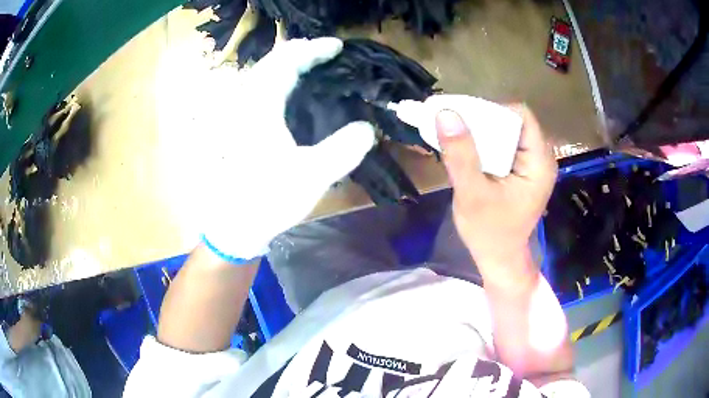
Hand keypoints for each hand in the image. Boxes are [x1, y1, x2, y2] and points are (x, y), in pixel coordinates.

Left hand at [196, 38, 375, 260]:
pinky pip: (259, 90)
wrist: (232, 225)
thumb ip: (344, 150)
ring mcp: (238, 114)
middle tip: (326, 53)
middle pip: (271, 62)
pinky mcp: (238, 127)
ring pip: (263, 74)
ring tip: (313, 66)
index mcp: (260, 107)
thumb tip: (368, 128)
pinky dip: (279, 81)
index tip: (338, 47)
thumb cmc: (268, 200)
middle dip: (300, 52)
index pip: (287, 62)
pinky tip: (292, 91)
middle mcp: (245, 103)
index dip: (314, 50)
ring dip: (288, 64)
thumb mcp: (312, 176)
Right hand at [436, 105, 556, 279]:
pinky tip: (468, 151)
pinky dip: (485, 143)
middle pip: (514, 121)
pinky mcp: (523, 170)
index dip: (492, 111)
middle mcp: (541, 158)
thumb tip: (446, 114)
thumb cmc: (489, 233)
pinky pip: (505, 144)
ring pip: (508, 131)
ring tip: (457, 139)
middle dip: (484, 121)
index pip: (520, 116)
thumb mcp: (472, 195)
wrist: (499, 259)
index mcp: (539, 163)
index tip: (464, 120)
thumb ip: (461, 155)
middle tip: (455, 128)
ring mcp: (533, 164)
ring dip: (482, 131)